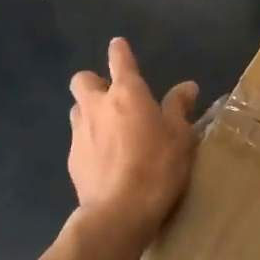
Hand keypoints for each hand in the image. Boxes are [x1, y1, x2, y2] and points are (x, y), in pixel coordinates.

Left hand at [68, 38, 198, 240]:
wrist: (119, 212)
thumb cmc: (157, 168)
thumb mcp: (180, 137)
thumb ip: (179, 108)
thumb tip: (187, 86)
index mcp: (127, 93)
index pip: (119, 60)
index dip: (120, 51)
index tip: (119, 46)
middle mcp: (97, 106)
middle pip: (83, 79)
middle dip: (94, 82)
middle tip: (112, 97)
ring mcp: (80, 132)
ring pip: (77, 109)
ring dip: (89, 111)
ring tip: (108, 129)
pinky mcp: (72, 158)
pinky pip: (78, 139)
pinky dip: (89, 141)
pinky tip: (105, 159)